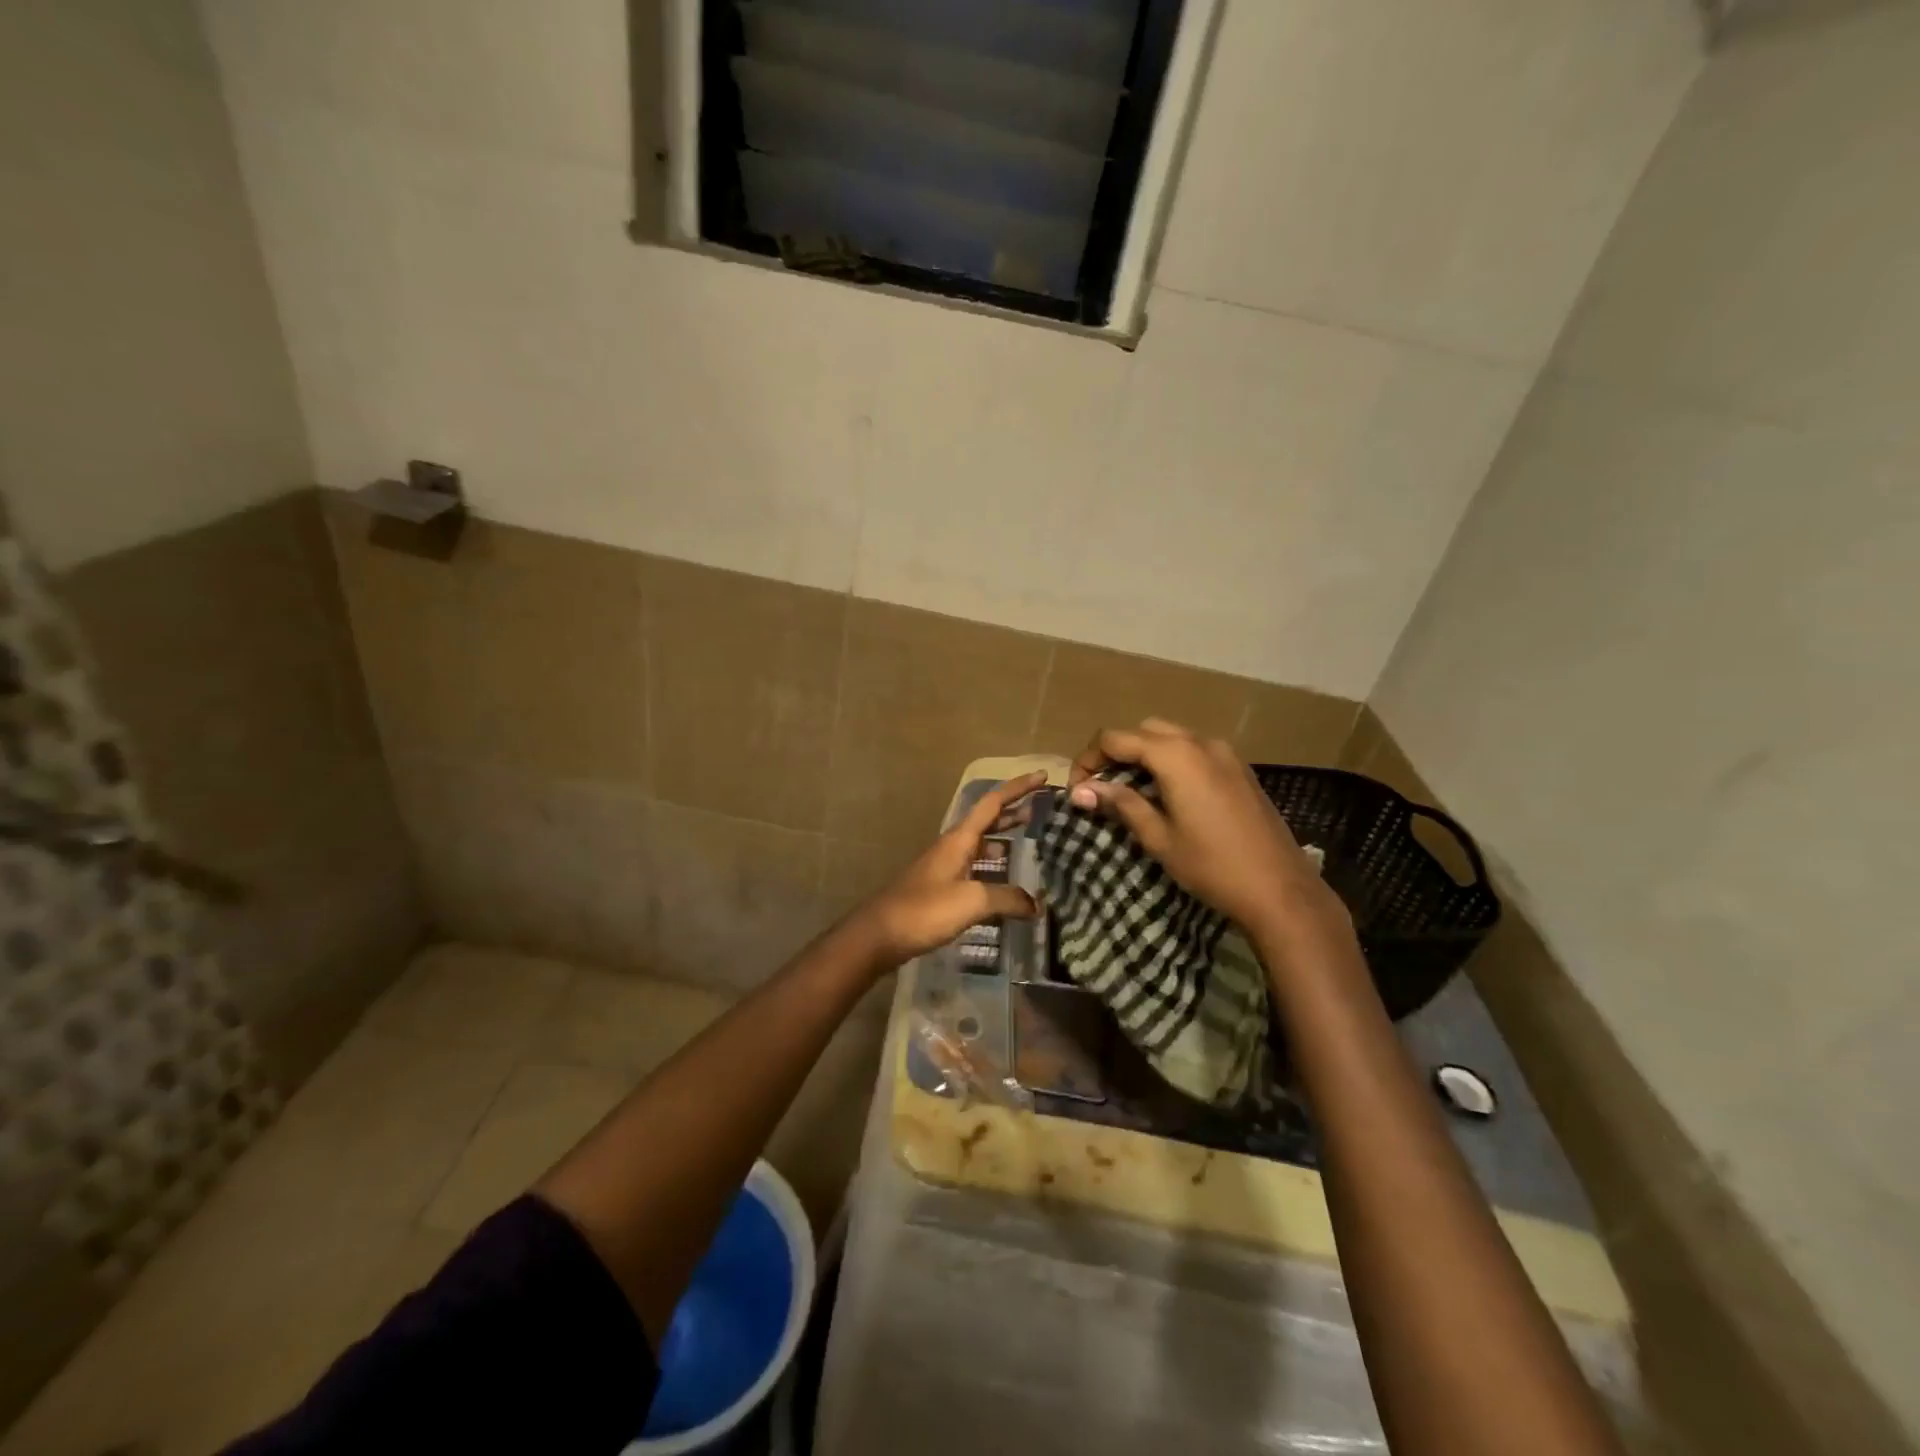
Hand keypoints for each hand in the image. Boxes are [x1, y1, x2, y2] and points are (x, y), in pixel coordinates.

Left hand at [848, 771, 1045, 969]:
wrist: (880, 935)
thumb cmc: (925, 910)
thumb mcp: (972, 901)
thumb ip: (1007, 898)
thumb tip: (1036, 905)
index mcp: (959, 839)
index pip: (993, 803)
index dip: (1017, 788)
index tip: (1042, 777)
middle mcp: (952, 846)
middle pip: (987, 820)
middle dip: (1013, 811)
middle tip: (1041, 809)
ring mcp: (945, 867)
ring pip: (980, 844)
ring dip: (1004, 838)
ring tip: (1030, 842)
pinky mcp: (941, 888)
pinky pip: (974, 867)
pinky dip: (994, 866)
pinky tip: (1005, 884)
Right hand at [1068, 720, 1346, 944]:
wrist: (1280, 889)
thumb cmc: (1211, 865)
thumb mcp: (1158, 837)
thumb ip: (1121, 804)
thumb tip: (1079, 790)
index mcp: (1175, 755)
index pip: (1116, 738)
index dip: (1089, 759)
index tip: (1077, 789)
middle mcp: (1200, 742)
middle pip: (1144, 730)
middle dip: (1117, 751)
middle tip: (1101, 786)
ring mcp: (1225, 753)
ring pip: (1172, 737)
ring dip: (1145, 754)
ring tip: (1130, 790)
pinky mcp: (1239, 769)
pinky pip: (1195, 750)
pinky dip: (1171, 761)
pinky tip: (1167, 794)